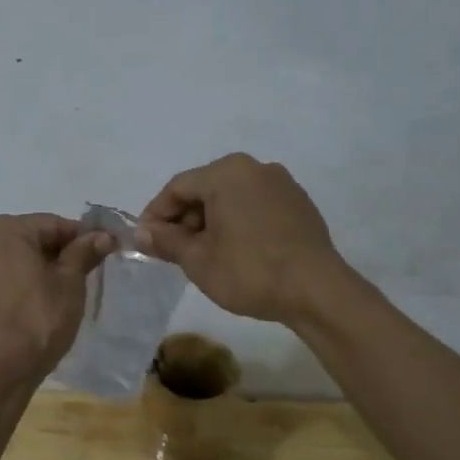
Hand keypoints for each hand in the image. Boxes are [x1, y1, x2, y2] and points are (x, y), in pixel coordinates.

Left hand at [0, 214, 112, 379]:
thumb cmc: (38, 318)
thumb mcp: (69, 283)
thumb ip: (83, 253)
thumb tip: (103, 236)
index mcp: (1, 227)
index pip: (52, 225)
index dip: (81, 238)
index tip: (104, 250)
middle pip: (28, 238)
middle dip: (56, 253)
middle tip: (83, 274)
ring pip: (10, 257)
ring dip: (34, 267)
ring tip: (59, 291)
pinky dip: (15, 281)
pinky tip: (32, 301)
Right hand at [136, 154, 348, 322]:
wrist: (317, 291)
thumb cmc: (249, 271)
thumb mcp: (198, 259)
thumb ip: (166, 241)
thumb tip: (142, 233)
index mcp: (226, 172)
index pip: (178, 187)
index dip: (156, 214)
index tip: (145, 241)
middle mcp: (255, 168)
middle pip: (205, 189)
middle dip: (184, 219)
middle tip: (173, 251)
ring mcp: (282, 184)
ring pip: (231, 198)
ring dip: (211, 222)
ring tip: (203, 255)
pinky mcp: (299, 204)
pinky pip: (255, 207)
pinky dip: (237, 223)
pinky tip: (235, 252)